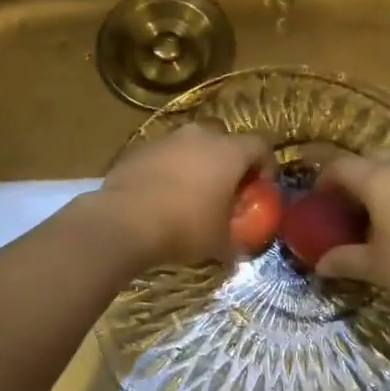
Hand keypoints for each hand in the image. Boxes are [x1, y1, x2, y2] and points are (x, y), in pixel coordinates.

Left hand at [95, 124, 274, 267]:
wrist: (123, 221)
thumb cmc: (183, 228)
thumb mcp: (218, 244)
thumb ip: (234, 244)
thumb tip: (237, 255)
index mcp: (228, 151)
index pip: (261, 146)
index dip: (266, 166)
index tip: (261, 188)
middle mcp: (199, 136)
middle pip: (224, 138)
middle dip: (228, 159)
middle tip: (225, 187)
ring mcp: (166, 138)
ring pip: (190, 144)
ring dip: (195, 161)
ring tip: (191, 191)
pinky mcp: (138, 148)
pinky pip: (162, 154)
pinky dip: (167, 168)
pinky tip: (161, 193)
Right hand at [314, 151, 389, 314]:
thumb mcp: (376, 268)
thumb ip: (344, 261)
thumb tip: (320, 266)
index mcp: (380, 180)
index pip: (341, 166)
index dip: (324, 179)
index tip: (318, 199)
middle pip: (372, 158)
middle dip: (355, 176)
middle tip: (348, 206)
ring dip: (385, 183)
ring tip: (382, 216)